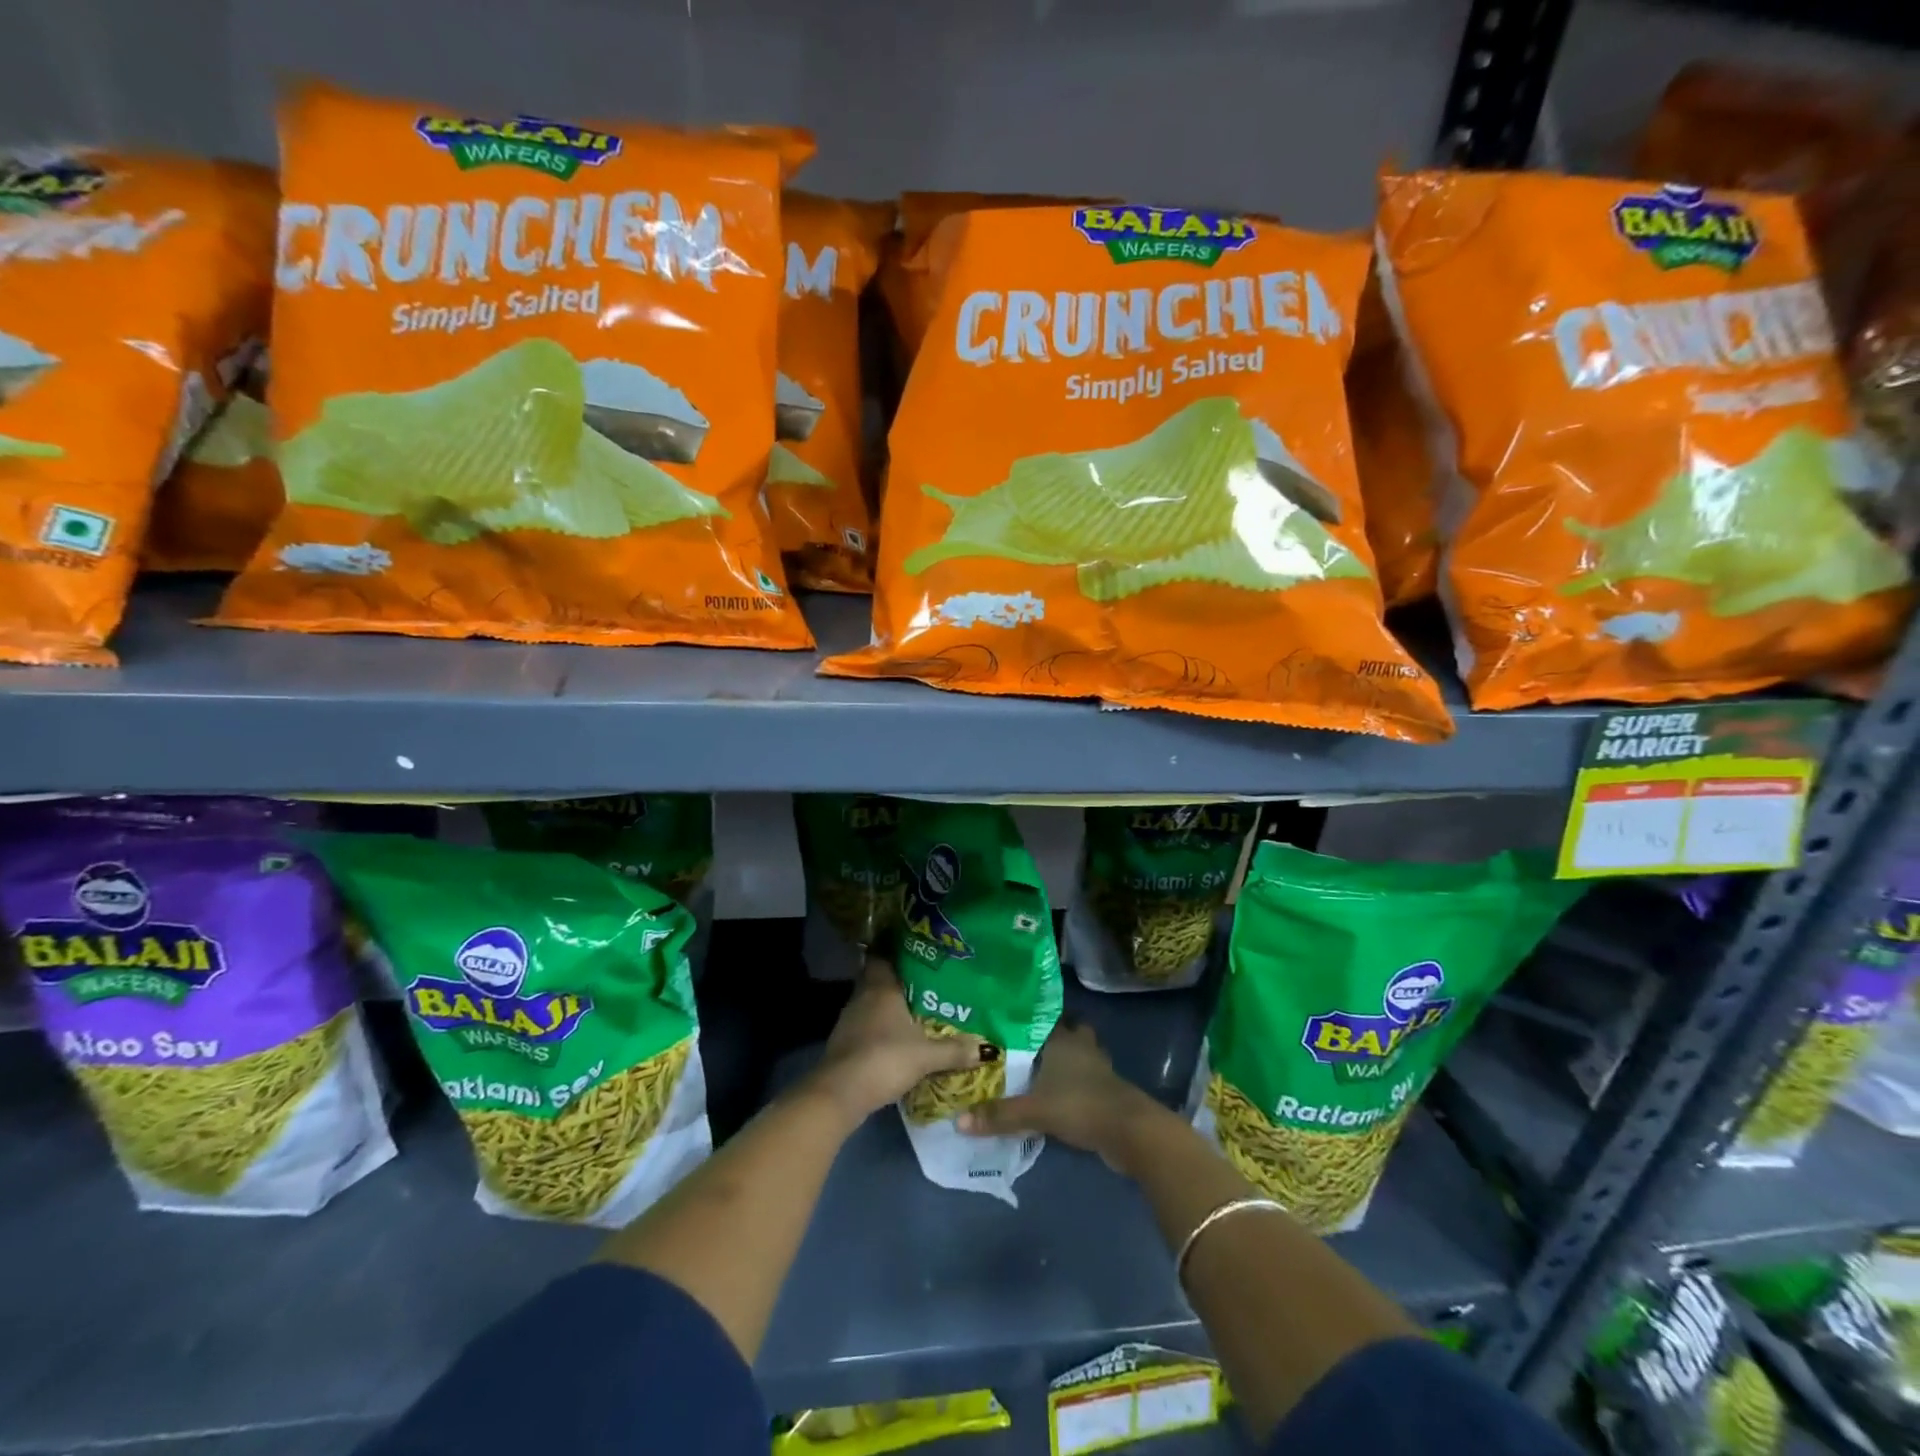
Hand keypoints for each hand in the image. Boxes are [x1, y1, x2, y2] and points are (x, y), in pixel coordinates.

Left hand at [808, 956, 990, 1124]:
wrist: (840, 1093)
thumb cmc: (884, 1059)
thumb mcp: (926, 1056)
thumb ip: (955, 1050)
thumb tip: (987, 1048)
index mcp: (881, 988)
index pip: (883, 956)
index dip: (896, 951)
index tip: (915, 951)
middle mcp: (863, 997)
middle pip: (878, 979)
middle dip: (898, 981)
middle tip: (924, 983)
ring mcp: (849, 1020)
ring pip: (871, 1003)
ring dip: (888, 1006)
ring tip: (915, 1010)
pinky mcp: (844, 1042)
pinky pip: (866, 1025)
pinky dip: (879, 1027)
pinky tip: (896, 1038)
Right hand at [958, 1019, 1165, 1171]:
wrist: (1130, 1132)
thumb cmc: (1080, 1105)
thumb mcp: (1034, 1111)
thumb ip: (999, 1115)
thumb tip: (958, 1120)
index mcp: (1063, 1040)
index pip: (1046, 1017)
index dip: (1031, 1017)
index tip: (1011, 1018)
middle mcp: (1081, 1046)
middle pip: (1068, 1031)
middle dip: (1052, 1036)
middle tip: (1025, 1045)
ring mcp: (1098, 1068)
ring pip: (1079, 1055)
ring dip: (1065, 1061)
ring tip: (1038, 1071)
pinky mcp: (1107, 1092)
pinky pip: (1086, 1080)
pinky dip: (1074, 1085)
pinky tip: (1057, 1097)